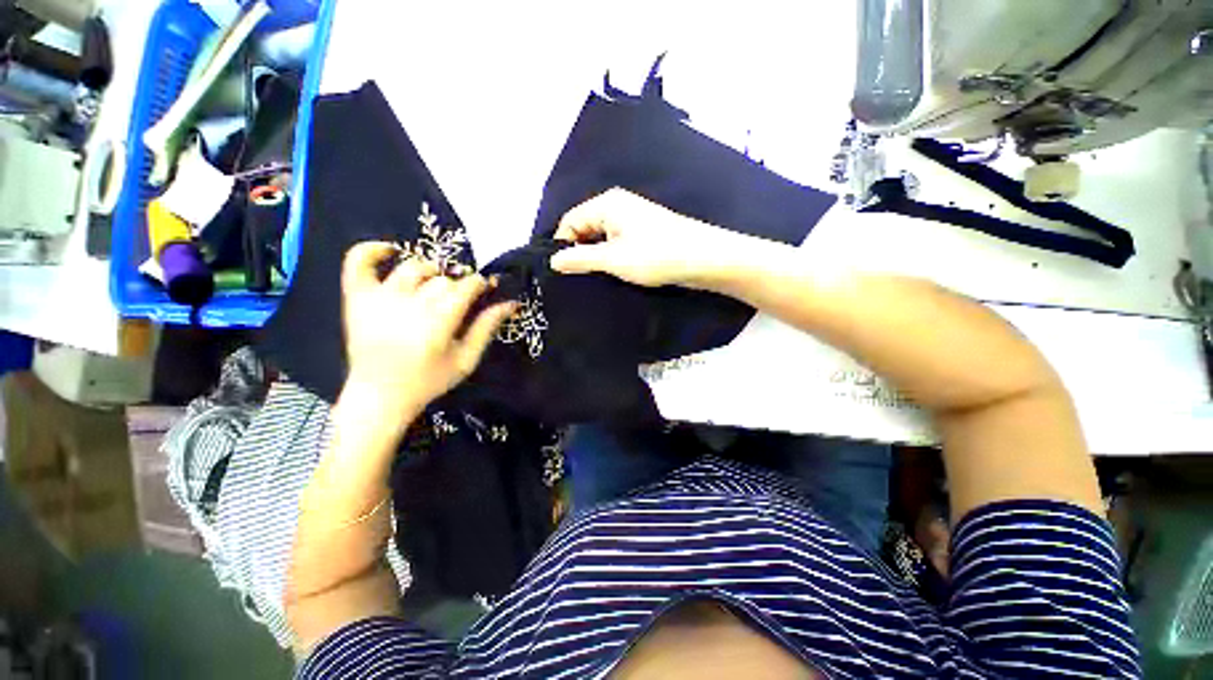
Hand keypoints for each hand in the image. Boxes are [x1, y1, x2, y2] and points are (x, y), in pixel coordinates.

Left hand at [341, 242, 515, 413]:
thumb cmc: (429, 380)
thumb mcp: (466, 359)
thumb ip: (487, 328)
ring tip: (434, 285)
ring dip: (429, 272)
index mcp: (438, 321)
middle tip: (458, 300)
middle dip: (456, 285)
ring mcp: (380, 299)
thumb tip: (510, 303)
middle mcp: (409, 304)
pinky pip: (358, 262)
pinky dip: (372, 250)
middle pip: (442, 279)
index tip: (484, 289)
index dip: (479, 284)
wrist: (379, 395)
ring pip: (412, 268)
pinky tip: (390, 251)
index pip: (465, 287)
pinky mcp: (357, 299)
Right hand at [550, 187, 740, 287]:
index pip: (570, 221)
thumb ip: (580, 259)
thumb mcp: (612, 259)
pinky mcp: (644, 233)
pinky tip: (611, 272)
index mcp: (606, 204)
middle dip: (578, 251)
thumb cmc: (655, 256)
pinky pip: (616, 242)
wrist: (702, 259)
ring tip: (592, 278)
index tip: (561, 271)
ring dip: (595, 256)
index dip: (562, 245)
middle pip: (585, 227)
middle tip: (576, 278)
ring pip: (601, 237)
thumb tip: (553, 260)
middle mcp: (617, 206)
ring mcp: (632, 219)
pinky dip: (610, 256)